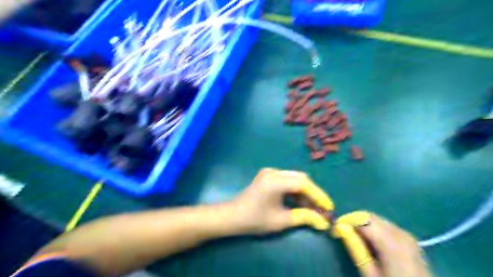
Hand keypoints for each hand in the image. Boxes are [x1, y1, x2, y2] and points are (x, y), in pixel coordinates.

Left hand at [229, 168, 332, 234]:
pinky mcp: (267, 175)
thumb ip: (303, 217)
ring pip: (294, 177)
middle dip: (312, 193)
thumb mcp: (281, 221)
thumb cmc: (255, 219)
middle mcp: (273, 172)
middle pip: (300, 178)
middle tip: (320, 208)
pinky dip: (294, 189)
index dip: (318, 195)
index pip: (303, 184)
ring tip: (309, 208)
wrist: (233, 215)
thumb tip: (322, 220)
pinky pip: (286, 179)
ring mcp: (269, 171)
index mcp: (275, 181)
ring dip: (304, 191)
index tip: (329, 207)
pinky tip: (297, 201)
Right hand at [337, 213, 432, 275]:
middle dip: (353, 221)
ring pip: (376, 219)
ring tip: (354, 238)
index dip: (346, 221)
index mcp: (392, 243)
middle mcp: (400, 233)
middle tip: (342, 233)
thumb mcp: (372, 275)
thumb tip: (340, 228)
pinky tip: (369, 241)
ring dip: (362, 224)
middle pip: (369, 216)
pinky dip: (372, 228)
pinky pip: (384, 225)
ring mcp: (406, 234)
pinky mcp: (408, 237)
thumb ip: (356, 249)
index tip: (334, 229)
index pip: (362, 219)